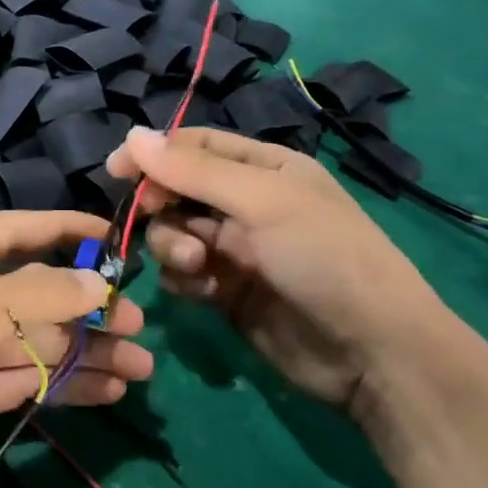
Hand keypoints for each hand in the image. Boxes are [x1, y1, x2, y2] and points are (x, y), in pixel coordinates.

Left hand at [0, 211, 151, 487]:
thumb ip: (36, 294)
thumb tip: (97, 282)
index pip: (7, 232)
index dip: (59, 229)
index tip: (112, 235)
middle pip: (27, 293)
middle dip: (82, 306)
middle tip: (139, 323)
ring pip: (31, 341)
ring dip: (84, 351)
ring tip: (141, 365)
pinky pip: (23, 380)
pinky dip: (63, 383)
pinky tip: (109, 389)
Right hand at [106, 127, 450, 421]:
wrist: (370, 351)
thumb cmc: (323, 257)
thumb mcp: (262, 202)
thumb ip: (194, 171)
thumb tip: (131, 135)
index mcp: (263, 168)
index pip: (194, 146)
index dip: (153, 154)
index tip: (116, 170)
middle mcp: (245, 204)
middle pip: (176, 190)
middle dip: (162, 206)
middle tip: (156, 218)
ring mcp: (234, 249)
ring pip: (173, 233)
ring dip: (173, 246)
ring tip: (198, 265)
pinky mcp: (226, 291)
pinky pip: (182, 274)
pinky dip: (184, 279)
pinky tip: (205, 291)